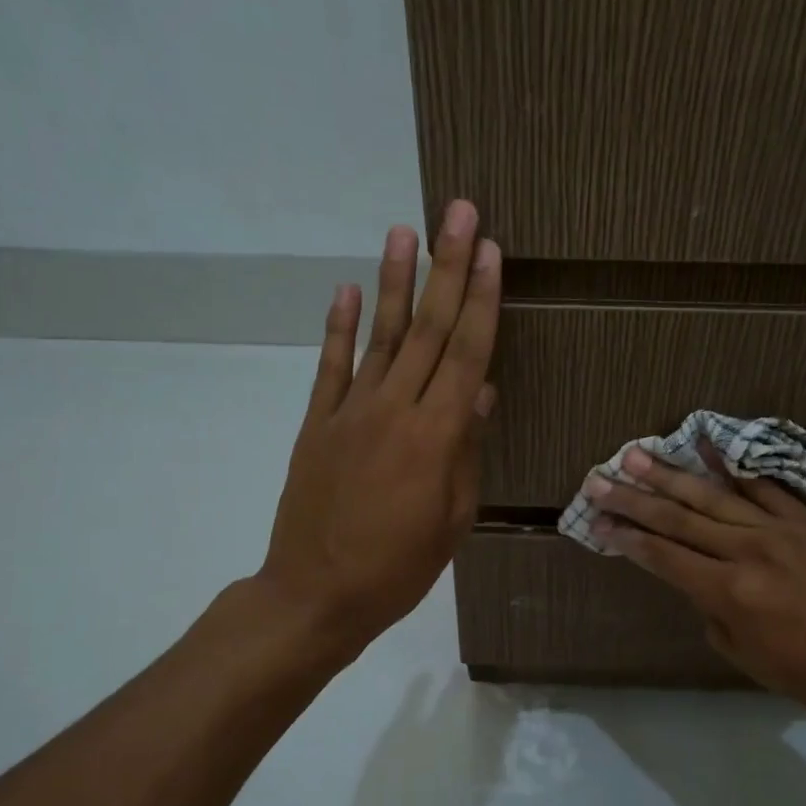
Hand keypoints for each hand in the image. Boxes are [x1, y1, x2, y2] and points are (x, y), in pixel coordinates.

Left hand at [254, 200, 498, 666]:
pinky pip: (330, 367)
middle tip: (457, 211)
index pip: (465, 353)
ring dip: (393, 280)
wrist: (316, 595)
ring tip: (403, 229)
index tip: (489, 250)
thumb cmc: (400, 568)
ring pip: (379, 335)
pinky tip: (346, 289)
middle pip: (427, 328)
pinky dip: (338, 327)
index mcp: (436, 436)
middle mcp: (394, 410)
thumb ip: (466, 450)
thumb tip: (479, 392)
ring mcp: (350, 412)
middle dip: (446, 267)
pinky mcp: (318, 424)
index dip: (481, 299)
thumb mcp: (453, 518)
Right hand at [588, 447, 805, 718]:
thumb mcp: (736, 649)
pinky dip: (733, 467)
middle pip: (679, 519)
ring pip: (713, 496)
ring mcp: (781, 529)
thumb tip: (692, 570)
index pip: (664, 556)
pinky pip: (764, 486)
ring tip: (636, 455)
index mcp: (729, 591)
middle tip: (599, 479)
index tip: (598, 522)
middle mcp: (749, 551)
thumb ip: (707, 603)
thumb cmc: (799, 669)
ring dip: (670, 475)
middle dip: (634, 500)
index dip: (627, 538)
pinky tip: (705, 444)